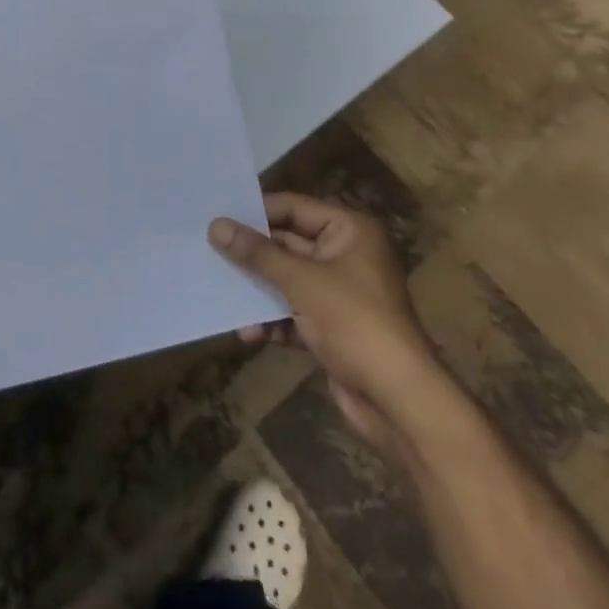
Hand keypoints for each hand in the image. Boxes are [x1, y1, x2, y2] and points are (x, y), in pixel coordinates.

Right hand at [211, 194, 443, 448]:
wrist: (399, 401)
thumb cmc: (354, 323)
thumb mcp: (301, 281)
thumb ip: (257, 253)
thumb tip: (216, 225)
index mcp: (349, 231)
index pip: (293, 207)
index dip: (256, 211)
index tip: (217, 214)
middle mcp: (346, 255)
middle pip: (288, 244)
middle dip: (252, 253)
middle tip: (208, 249)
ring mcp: (340, 294)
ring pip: (288, 280)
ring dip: (258, 289)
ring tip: (219, 290)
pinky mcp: (333, 328)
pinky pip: (295, 313)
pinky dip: (273, 320)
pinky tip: (247, 333)